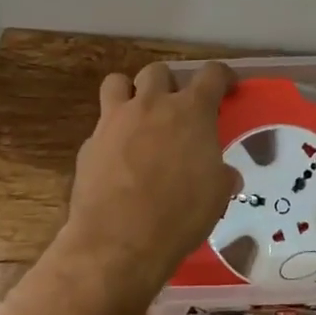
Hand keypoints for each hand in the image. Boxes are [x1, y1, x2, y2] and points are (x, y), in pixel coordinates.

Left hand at [64, 60, 240, 294]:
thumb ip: (221, 175)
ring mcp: (114, 121)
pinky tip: (117, 161)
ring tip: (138, 117)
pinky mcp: (89, 144)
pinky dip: (111, 136)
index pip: (211, 74)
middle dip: (169, 84)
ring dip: (130, 93)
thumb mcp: (216, 196)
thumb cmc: (179, 215)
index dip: (221, 76)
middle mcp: (151, 105)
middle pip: (158, 71)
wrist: (118, 242)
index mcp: (190, 111)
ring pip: (117, 83)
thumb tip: (225, 175)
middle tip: (176, 109)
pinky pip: (101, 127)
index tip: (226, 86)